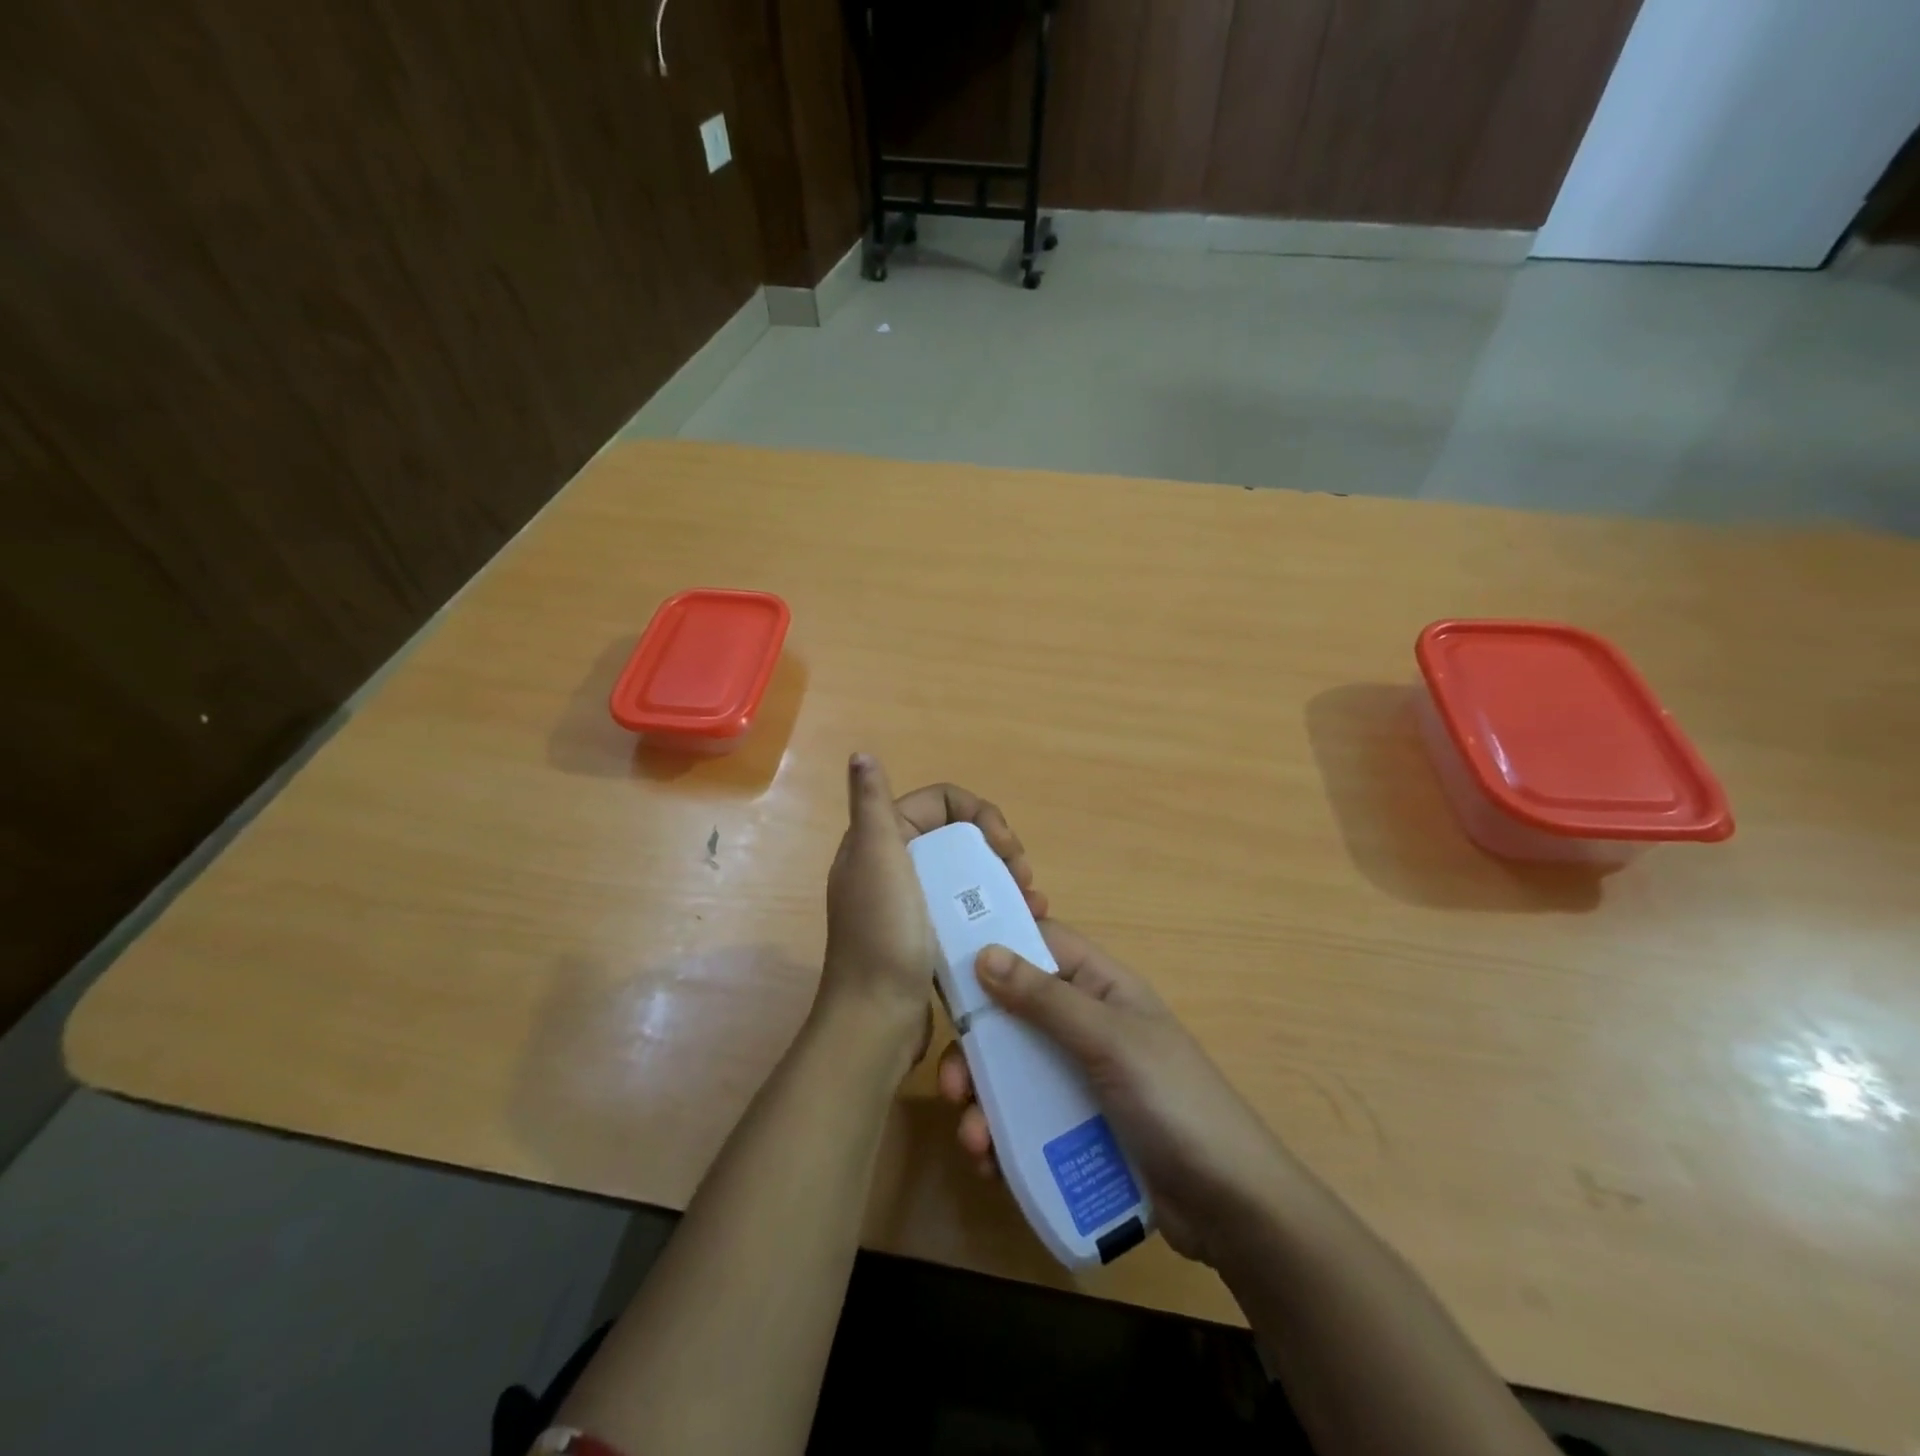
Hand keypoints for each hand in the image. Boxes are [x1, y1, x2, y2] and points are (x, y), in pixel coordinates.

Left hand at [819, 756, 1044, 1069]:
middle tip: (1024, 878)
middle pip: (959, 837)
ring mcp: (911, 904)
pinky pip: (965, 908)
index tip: (1006, 847)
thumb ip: (873, 804)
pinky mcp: (926, 936)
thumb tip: (861, 754)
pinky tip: (1020, 924)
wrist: (876, 1020)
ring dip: (1002, 880)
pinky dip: (992, 908)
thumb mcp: (878, 858)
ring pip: (966, 873)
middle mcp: (893, 865)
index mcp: (881, 840)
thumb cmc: (884, 934)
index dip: (980, 814)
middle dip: (998, 849)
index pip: (941, 803)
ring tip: (1032, 904)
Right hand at [937, 922, 1286, 1266]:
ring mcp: (1077, 1080)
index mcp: (1100, 988)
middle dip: (976, 1047)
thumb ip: (1047, 999)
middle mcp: (1084, 1026)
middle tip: (952, 1083)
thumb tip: (984, 951)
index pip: (1040, 945)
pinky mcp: (1074, 1129)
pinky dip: (999, 1137)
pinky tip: (989, 1163)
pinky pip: (1023, 1120)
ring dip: (982, 1101)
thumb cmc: (1175, 1103)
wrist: (1231, 1208)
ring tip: (973, 1139)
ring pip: (1011, 1073)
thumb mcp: (1110, 1042)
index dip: (995, 945)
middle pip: (1012, 1016)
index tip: (944, 963)